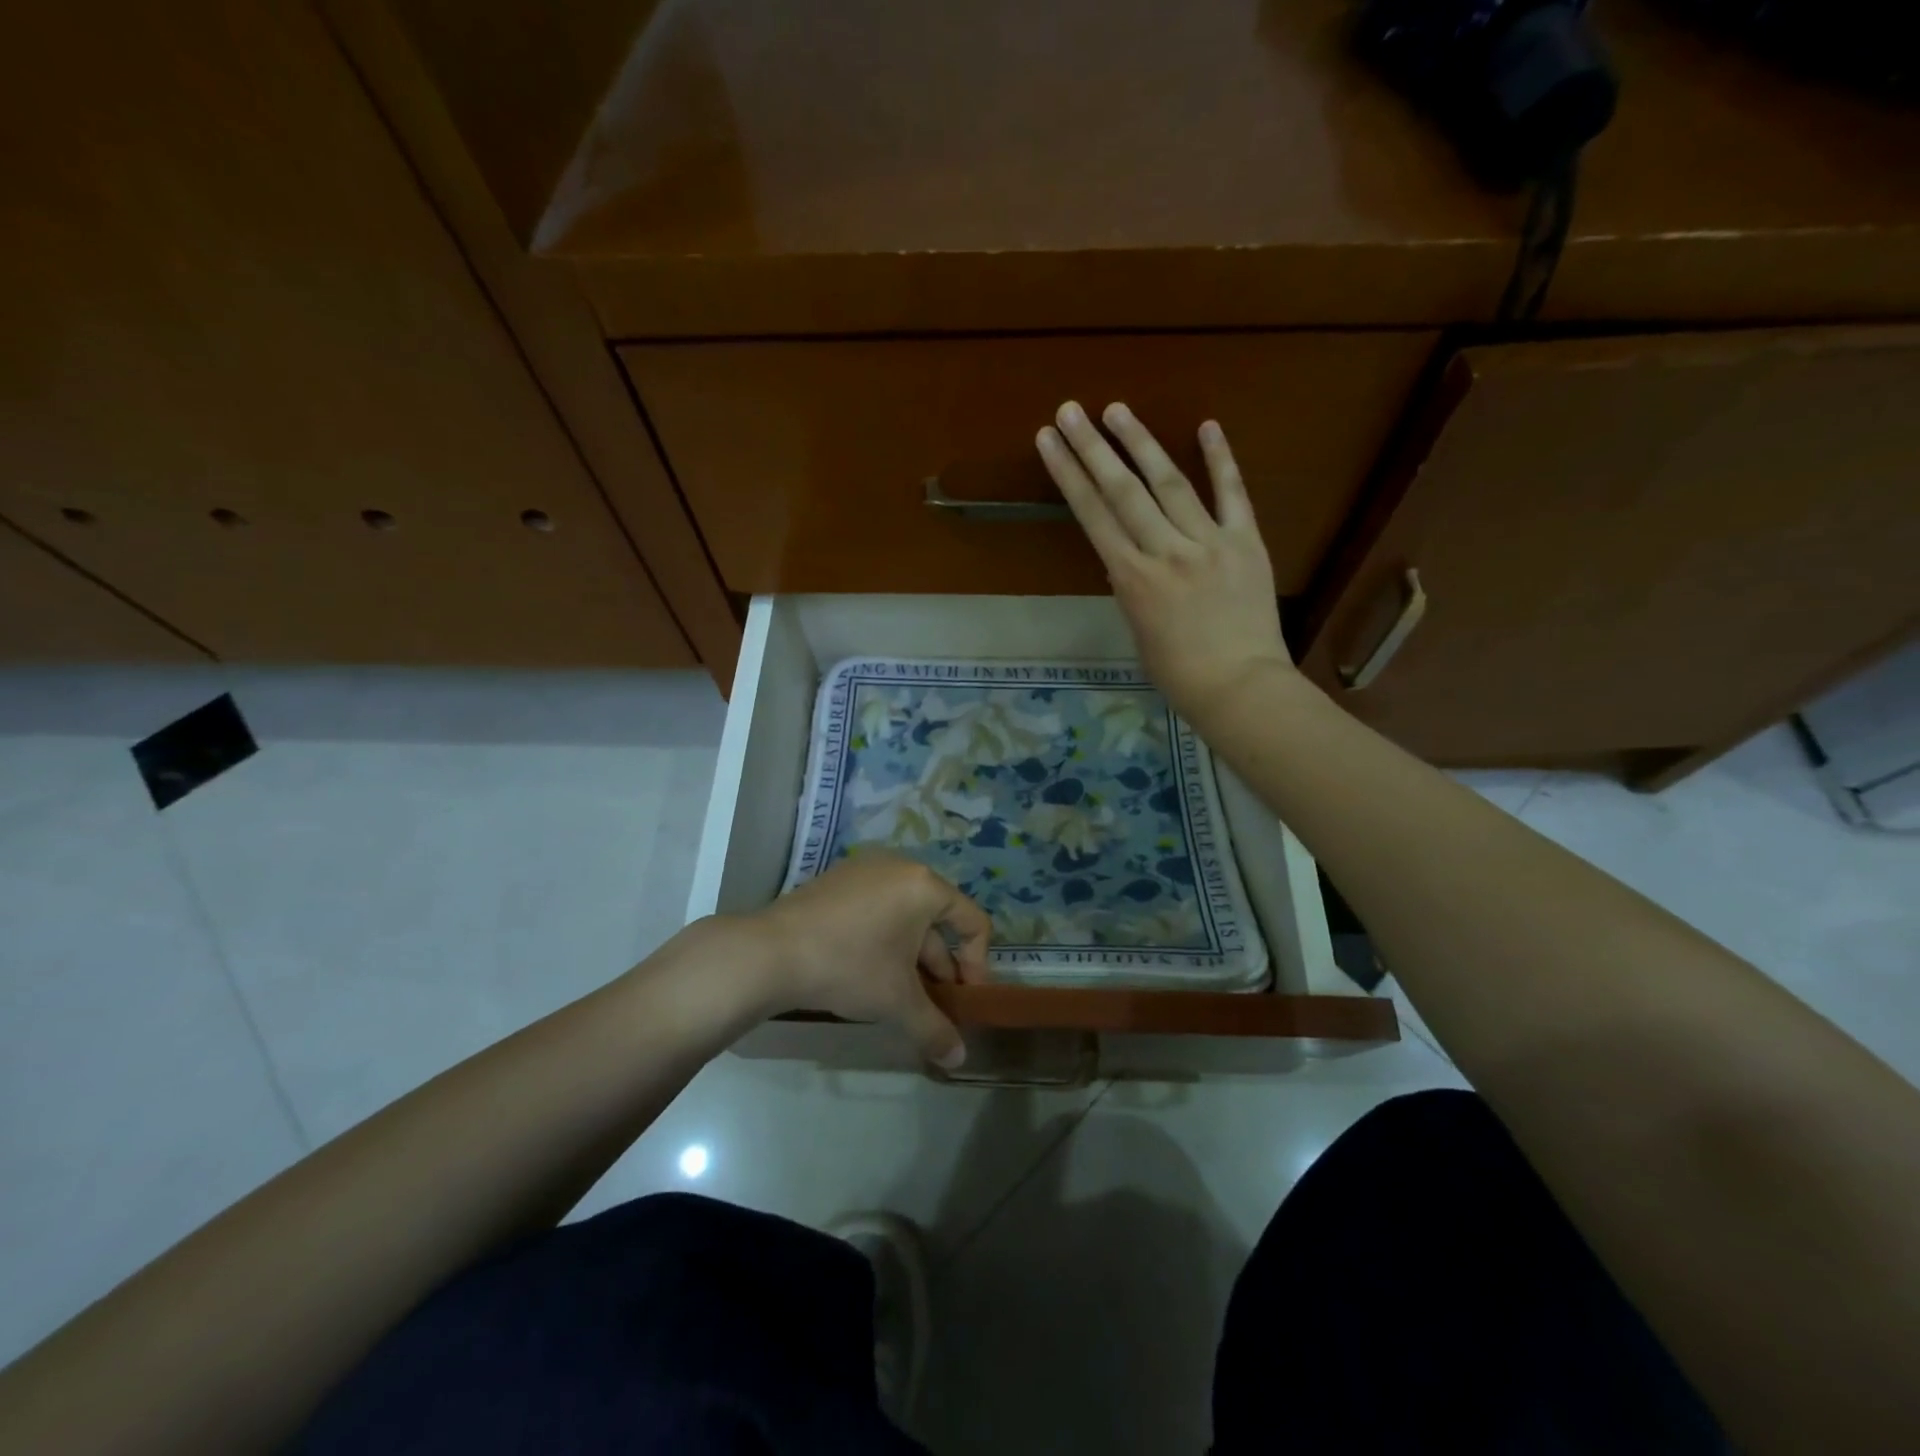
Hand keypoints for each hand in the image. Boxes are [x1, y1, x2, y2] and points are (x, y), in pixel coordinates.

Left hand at [742, 855, 991, 1067]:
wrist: (771, 952)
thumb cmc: (849, 966)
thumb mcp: (897, 1001)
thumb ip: (934, 1028)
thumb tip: (958, 1060)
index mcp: (924, 886)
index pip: (972, 921)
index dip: (977, 964)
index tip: (964, 999)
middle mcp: (900, 867)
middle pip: (936, 920)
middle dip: (940, 966)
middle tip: (934, 1004)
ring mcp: (865, 870)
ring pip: (904, 917)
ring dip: (912, 957)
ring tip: (901, 994)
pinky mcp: (838, 880)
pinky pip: (877, 909)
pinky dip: (884, 940)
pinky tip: (868, 972)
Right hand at [1036, 401, 1295, 725]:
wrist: (1240, 688)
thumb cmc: (1179, 674)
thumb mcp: (1139, 631)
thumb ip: (1132, 586)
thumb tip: (1128, 556)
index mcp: (1133, 580)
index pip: (1093, 515)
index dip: (1067, 474)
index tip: (1048, 441)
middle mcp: (1166, 551)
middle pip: (1123, 490)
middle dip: (1093, 447)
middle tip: (1070, 410)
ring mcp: (1209, 542)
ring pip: (1170, 482)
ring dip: (1141, 442)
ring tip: (1116, 410)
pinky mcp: (1246, 542)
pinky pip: (1232, 494)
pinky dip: (1220, 459)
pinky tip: (1207, 425)